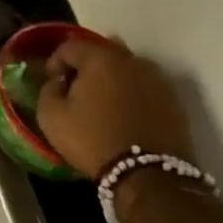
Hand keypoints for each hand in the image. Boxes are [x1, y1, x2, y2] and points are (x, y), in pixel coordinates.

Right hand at [34, 36, 194, 178]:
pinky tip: (123, 114)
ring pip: (127, 69)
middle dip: (86, 66)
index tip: (52, 82)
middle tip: (76, 88)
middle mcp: (132, 61)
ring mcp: (158, 80)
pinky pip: (145, 88)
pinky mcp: (174, 102)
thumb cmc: (92, 139)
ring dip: (111, 78)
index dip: (55, 61)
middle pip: (102, 51)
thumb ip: (48, 90)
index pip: (70, 46)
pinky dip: (131, 94)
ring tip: (102, 102)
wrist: (149, 176)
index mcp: (100, 58)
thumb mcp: (51, 116)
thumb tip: (59, 82)